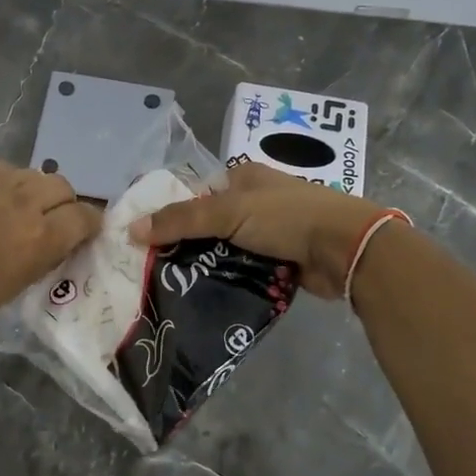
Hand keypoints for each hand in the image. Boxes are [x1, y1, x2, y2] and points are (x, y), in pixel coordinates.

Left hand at [0, 161, 101, 352]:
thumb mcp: (14, 288)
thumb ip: (43, 257)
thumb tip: (58, 242)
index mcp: (40, 237)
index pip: (85, 216)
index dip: (89, 225)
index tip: (84, 234)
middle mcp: (23, 201)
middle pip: (62, 187)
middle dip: (64, 204)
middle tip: (52, 223)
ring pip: (32, 173)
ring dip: (35, 190)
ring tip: (19, 210)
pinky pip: (1, 170)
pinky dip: (6, 183)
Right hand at [129, 162, 392, 299]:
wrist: (346, 248)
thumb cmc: (286, 217)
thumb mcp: (228, 212)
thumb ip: (180, 220)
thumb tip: (130, 229)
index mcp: (243, 178)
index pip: (195, 194)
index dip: (170, 213)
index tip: (143, 239)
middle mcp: (255, 201)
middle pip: (209, 225)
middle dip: (186, 246)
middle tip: (154, 270)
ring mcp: (269, 232)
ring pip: (225, 251)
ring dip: (207, 267)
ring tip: (171, 288)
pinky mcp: (280, 260)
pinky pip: (244, 270)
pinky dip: (229, 281)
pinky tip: (204, 297)